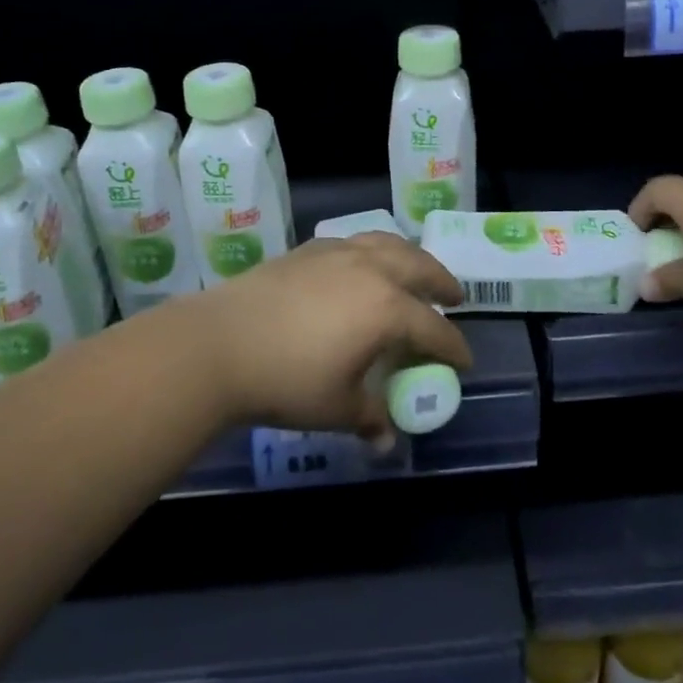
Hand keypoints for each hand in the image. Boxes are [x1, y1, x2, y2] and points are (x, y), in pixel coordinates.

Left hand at [190, 233, 470, 446]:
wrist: (219, 343)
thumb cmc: (286, 380)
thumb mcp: (336, 408)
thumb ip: (369, 417)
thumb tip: (385, 441)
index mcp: (387, 309)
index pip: (433, 329)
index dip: (453, 347)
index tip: (464, 361)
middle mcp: (371, 271)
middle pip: (421, 268)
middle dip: (443, 283)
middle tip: (455, 296)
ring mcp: (338, 254)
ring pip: (388, 244)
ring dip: (411, 257)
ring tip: (416, 269)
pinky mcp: (309, 249)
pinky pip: (355, 242)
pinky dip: (373, 251)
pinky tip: (363, 265)